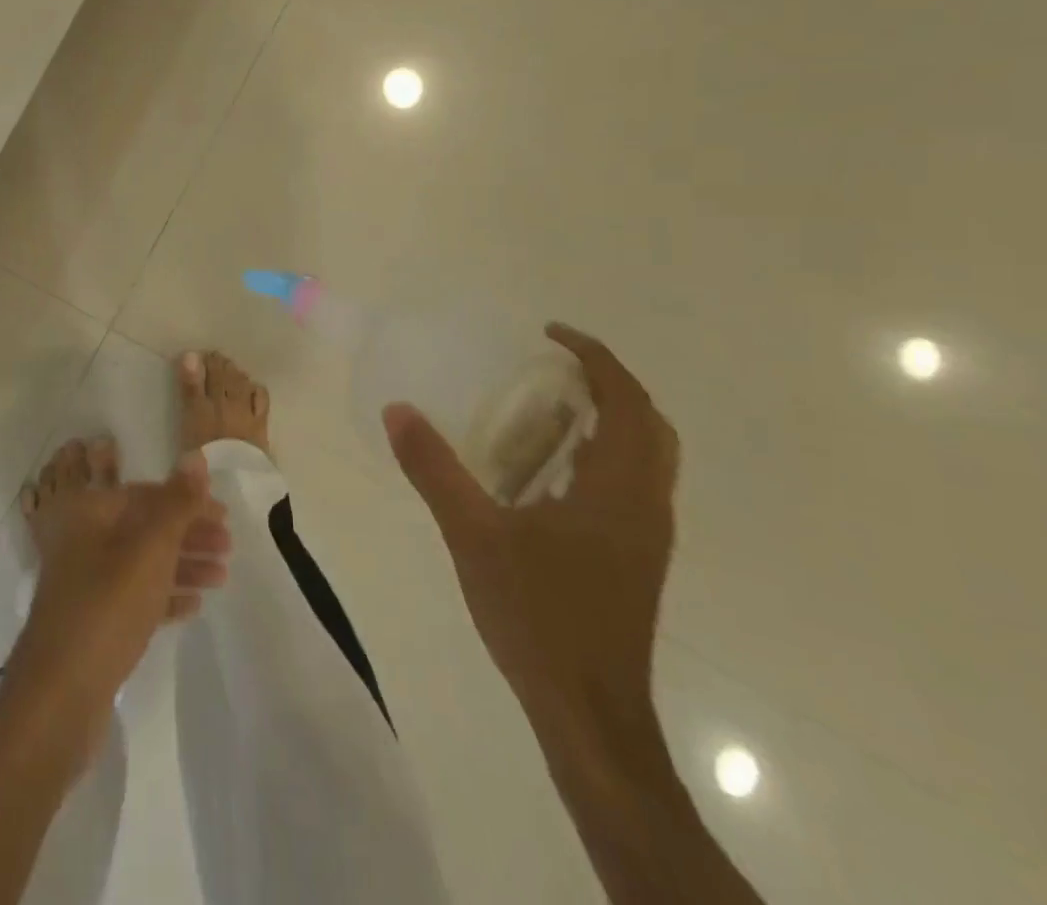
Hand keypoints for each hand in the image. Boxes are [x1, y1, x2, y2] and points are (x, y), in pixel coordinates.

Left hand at [10, 445, 230, 737]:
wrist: (58, 697)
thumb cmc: (106, 607)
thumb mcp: (149, 548)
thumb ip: (176, 502)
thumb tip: (194, 455)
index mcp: (89, 512)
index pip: (145, 494)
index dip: (187, 502)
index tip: (225, 517)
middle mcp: (83, 539)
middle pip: (143, 527)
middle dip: (187, 534)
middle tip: (229, 548)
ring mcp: (84, 582)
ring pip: (142, 563)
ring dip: (181, 565)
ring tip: (221, 578)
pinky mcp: (91, 621)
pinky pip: (135, 597)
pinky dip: (164, 596)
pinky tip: (194, 606)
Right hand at [384, 324, 678, 732]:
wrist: (589, 712)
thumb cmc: (538, 615)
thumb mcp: (473, 534)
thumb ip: (434, 469)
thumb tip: (398, 410)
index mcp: (619, 489)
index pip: (627, 401)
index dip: (596, 357)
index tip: (551, 334)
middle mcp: (646, 504)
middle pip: (649, 424)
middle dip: (609, 383)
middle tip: (555, 366)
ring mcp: (646, 535)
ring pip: (647, 457)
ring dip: (611, 419)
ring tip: (551, 407)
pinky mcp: (635, 559)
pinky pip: (631, 485)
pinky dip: (603, 456)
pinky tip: (551, 472)